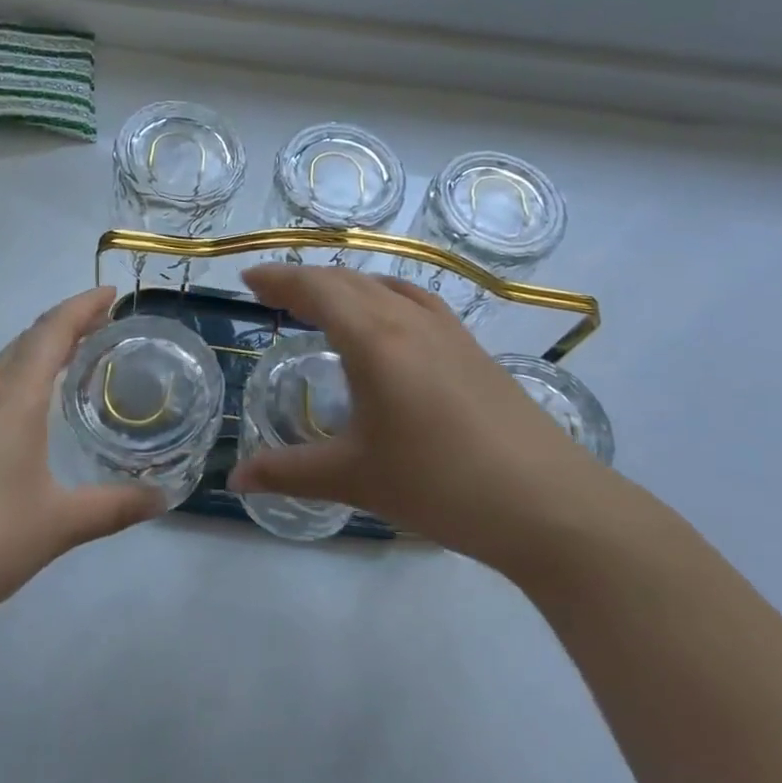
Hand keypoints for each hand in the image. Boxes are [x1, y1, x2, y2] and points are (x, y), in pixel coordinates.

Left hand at [0, 287, 165, 635]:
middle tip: (104, 323)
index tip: (112, 294)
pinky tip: (37, 409)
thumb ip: (114, 507)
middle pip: (26, 341)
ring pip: (7, 366)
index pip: (50, 334)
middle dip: (65, 323)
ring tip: (78, 356)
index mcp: (14, 401)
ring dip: (42, 349)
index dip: (81, 307)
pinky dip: (25, 378)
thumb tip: (163, 496)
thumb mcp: (60, 524)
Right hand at [229, 264, 620, 582]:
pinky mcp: (472, 347)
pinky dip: (383, 295)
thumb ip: (288, 473)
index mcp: (374, 339)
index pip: (316, 289)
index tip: (248, 281)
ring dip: (345, 285)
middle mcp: (409, 319)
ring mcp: (447, 330)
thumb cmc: (439, 483)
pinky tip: (388, 319)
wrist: (546, 503)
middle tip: (273, 293)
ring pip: (384, 285)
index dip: (279, 279)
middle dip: (305, 280)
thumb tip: (235, 480)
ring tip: (321, 303)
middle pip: (348, 280)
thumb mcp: (354, 478)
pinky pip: (415, 300)